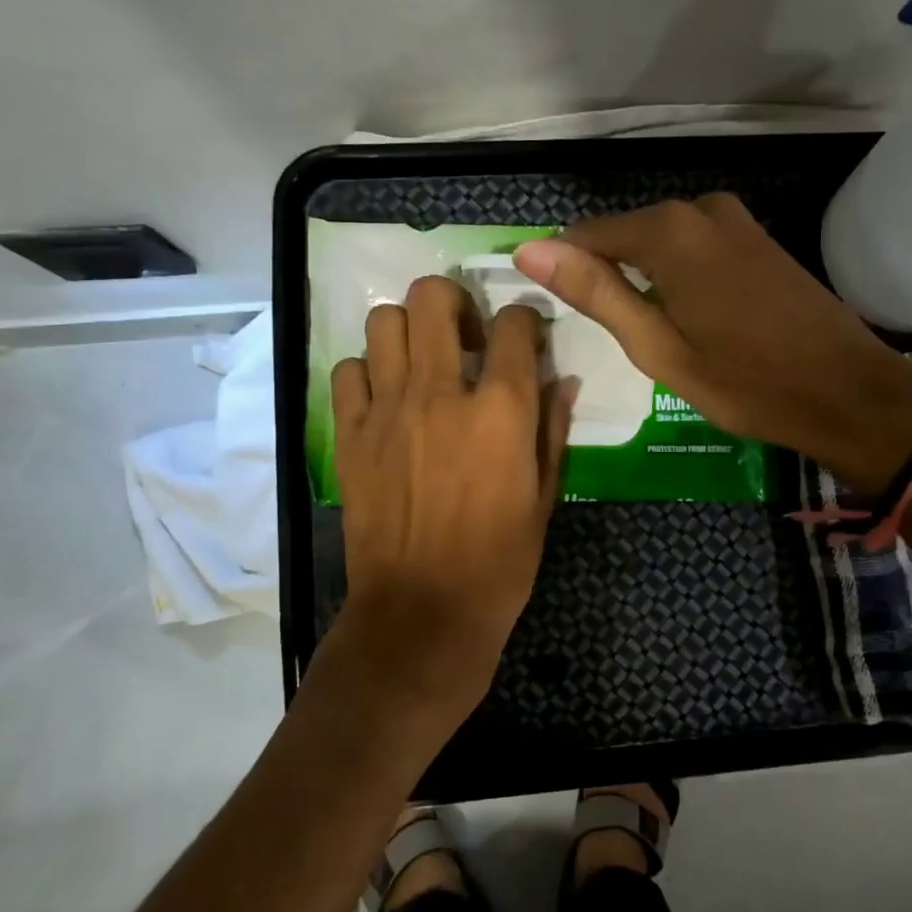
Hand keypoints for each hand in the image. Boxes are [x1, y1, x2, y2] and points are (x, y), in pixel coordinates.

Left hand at [325, 275, 573, 727]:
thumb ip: (553, 429)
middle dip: (454, 301)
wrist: (422, 613)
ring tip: (421, 361)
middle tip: (463, 334)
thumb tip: (563, 381)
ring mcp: (388, 410)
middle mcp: (441, 393)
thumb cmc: (499, 562)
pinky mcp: (350, 434)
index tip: (523, 338)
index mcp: (501, 410)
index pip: (515, 324)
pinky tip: (385, 399)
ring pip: (384, 321)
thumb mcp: (544, 498)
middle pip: (433, 297)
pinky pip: (348, 370)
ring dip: (407, 330)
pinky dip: (367, 372)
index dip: (524, 321)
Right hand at [512, 194, 911, 492]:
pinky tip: (687, 316)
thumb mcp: (657, 347)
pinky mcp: (757, 238)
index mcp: (669, 232)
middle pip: (626, 234)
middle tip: (615, 337)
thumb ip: (594, 292)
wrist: (846, 392)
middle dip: (608, 276)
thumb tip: (529, 250)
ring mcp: (735, 220)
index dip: (566, 271)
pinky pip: (694, 245)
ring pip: (660, 241)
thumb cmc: (745, 381)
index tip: (561, 314)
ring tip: (650, 333)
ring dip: (644, 279)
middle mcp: (700, 209)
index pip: (587, 235)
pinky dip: (677, 275)